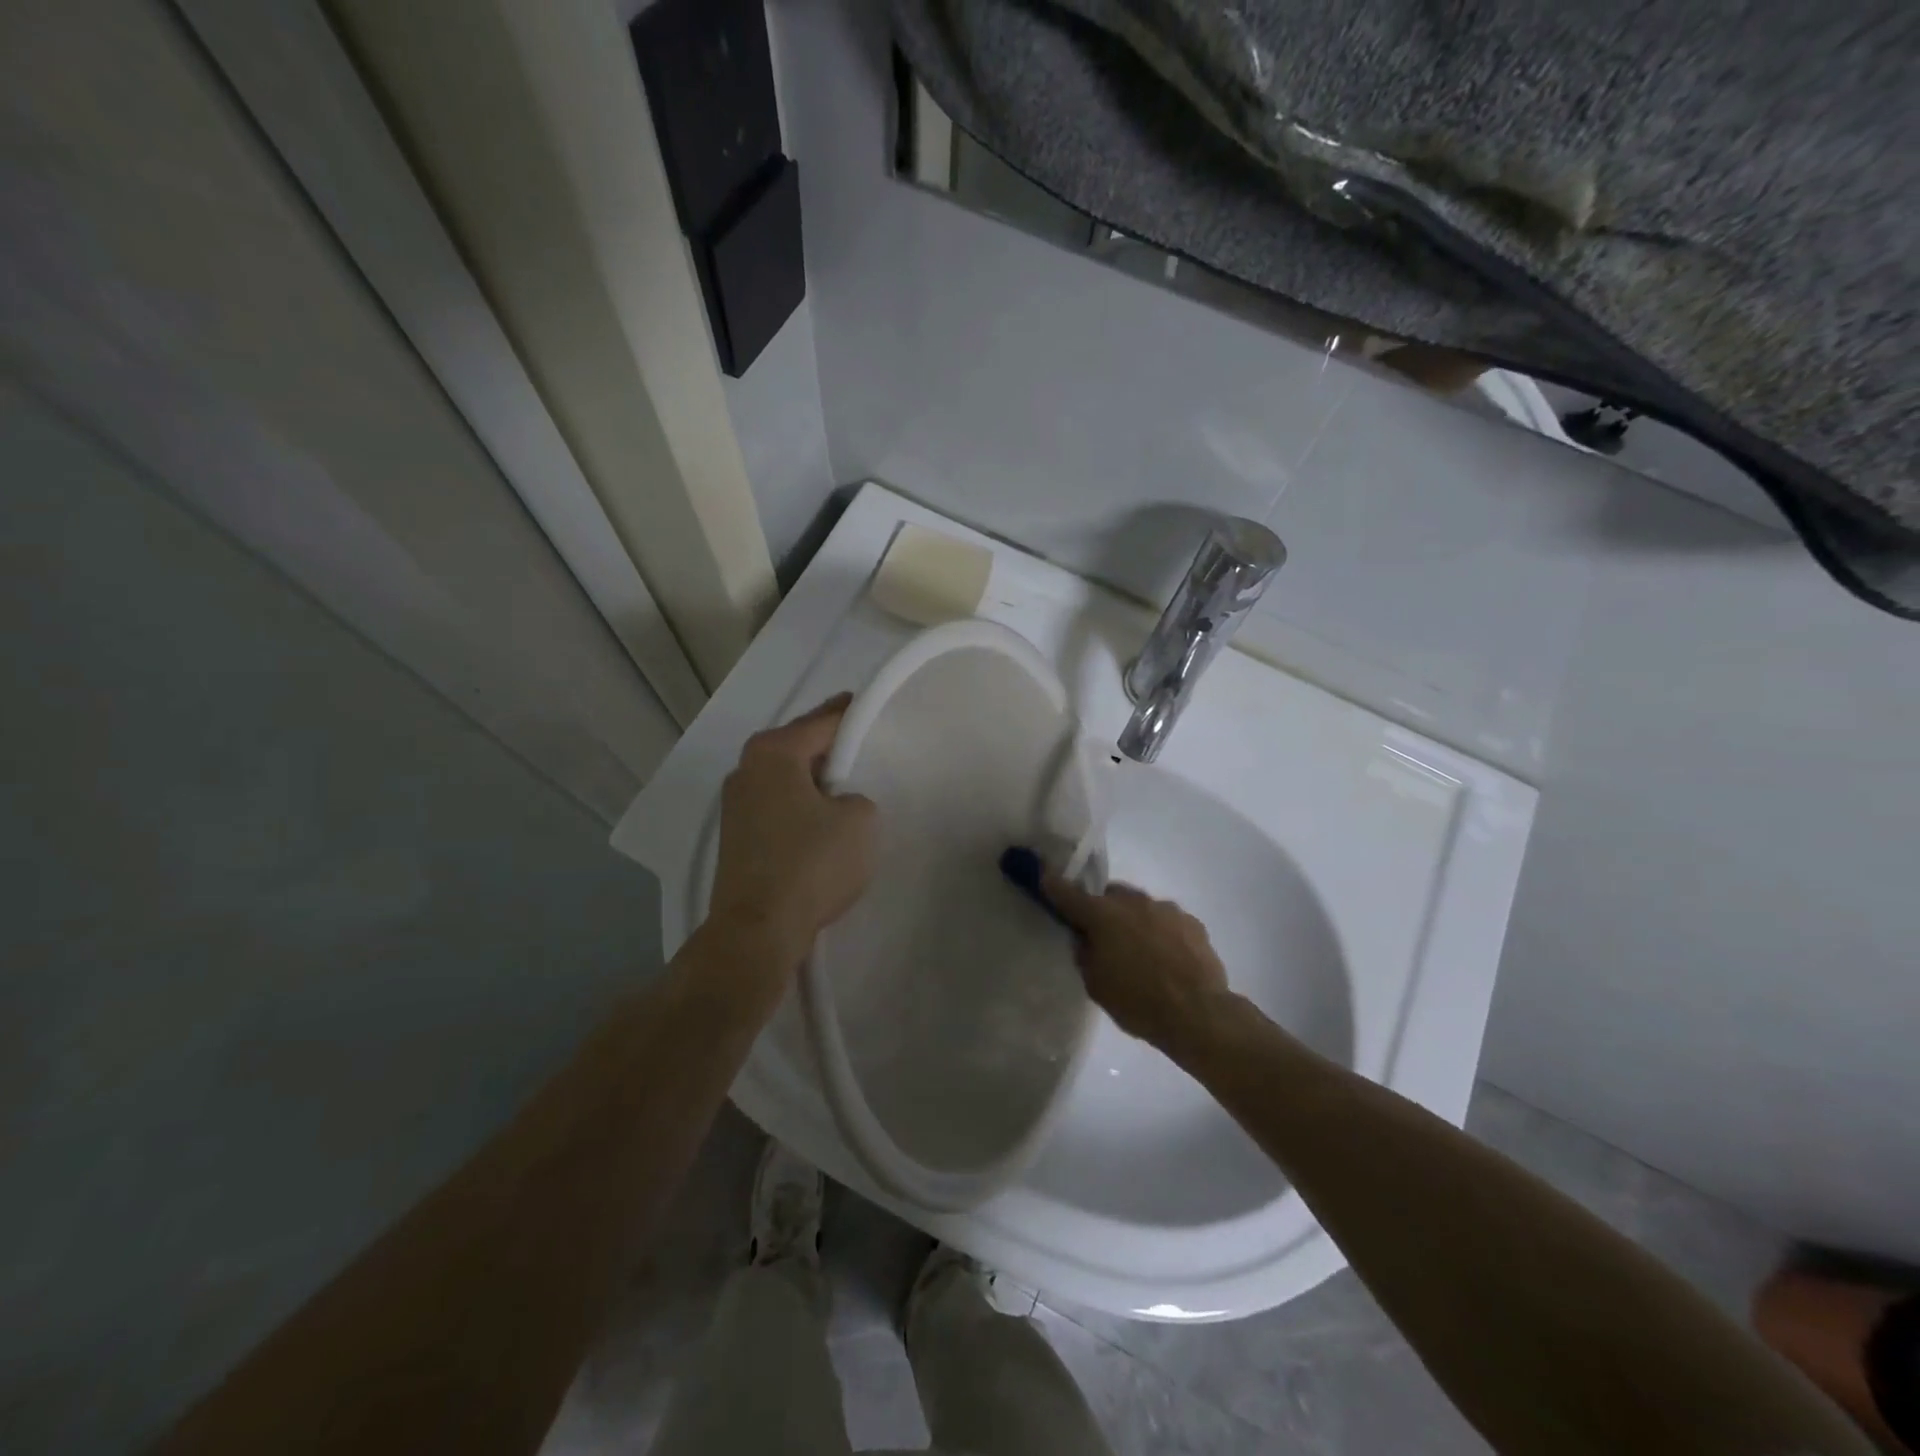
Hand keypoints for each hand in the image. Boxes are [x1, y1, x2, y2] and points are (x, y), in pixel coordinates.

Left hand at [709, 695, 876, 965]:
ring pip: (786, 779)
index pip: (822, 722)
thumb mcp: (860, 820)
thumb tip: (836, 806)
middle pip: (797, 747)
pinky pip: (778, 807)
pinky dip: (800, 807)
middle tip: (862, 746)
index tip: (867, 706)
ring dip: (813, 781)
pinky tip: (821, 822)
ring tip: (846, 787)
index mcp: (773, 753)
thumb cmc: (811, 863)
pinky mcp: (736, 838)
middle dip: (828, 747)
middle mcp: (746, 770)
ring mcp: (735, 805)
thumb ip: (856, 798)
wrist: (758, 930)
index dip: (850, 714)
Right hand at [1039, 873, 1230, 1055]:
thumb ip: (1086, 953)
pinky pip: (1167, 920)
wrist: (1199, 1014)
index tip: (1042, 874)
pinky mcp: (1192, 922)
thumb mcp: (1096, 984)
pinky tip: (1168, 959)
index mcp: (1102, 915)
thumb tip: (1086, 938)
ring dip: (1134, 922)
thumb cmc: (1138, 1003)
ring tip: (1142, 954)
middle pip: (1110, 895)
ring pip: (1140, 906)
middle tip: (1104, 938)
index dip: (1052, 884)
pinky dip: (1161, 932)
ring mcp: (1166, 908)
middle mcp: (1133, 902)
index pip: (1068, 893)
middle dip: (1104, 910)